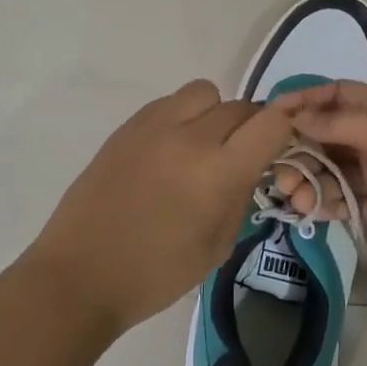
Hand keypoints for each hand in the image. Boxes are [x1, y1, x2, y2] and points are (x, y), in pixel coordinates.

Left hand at [20, 79, 295, 335]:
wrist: (82, 273)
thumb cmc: (156, 273)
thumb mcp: (217, 245)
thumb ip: (241, 196)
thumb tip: (249, 167)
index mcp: (218, 171)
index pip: (272, 122)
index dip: (284, 130)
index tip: (279, 147)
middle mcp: (190, 136)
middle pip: (241, 106)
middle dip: (251, 128)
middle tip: (239, 156)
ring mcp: (155, 125)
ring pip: (205, 92)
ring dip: (214, 113)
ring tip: (202, 146)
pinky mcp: (128, 125)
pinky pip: (170, 102)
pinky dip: (182, 116)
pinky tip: (169, 150)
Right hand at [270, 81, 366, 282]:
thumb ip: (336, 123)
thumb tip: (295, 116)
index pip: (333, 95)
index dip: (302, 101)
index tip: (268, 118)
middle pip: (326, 135)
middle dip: (298, 150)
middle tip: (278, 174)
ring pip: (332, 169)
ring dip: (309, 181)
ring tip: (293, 200)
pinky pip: (345, 199)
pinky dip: (326, 203)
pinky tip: (310, 212)